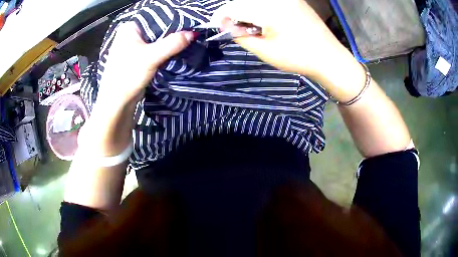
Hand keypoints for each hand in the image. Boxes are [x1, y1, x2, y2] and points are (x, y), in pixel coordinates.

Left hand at [97, 22, 193, 105]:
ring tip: (186, 43)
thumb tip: (193, 34)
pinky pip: (154, 51)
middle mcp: (130, 35)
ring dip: (169, 45)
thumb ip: (173, 43)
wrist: (117, 103)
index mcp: (129, 28)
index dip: (173, 22)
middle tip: (190, 36)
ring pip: (156, 41)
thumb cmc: (128, 75)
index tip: (189, 26)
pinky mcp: (136, 59)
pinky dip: (164, 53)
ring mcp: (133, 47)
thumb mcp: (151, 57)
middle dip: (172, 34)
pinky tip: (176, 53)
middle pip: (157, 30)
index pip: (156, 19)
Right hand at [212, 0, 362, 89]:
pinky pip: (268, 1)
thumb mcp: (264, 51)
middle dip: (233, 13)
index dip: (220, 16)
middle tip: (234, 29)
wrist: (329, 57)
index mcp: (267, 8)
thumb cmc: (297, 57)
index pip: (233, 7)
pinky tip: (264, 21)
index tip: (216, 26)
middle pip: (243, 1)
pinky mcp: (293, 0)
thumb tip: (225, 26)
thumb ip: (240, 35)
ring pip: (255, 1)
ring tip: (251, 27)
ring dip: (246, 11)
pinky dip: (259, 8)